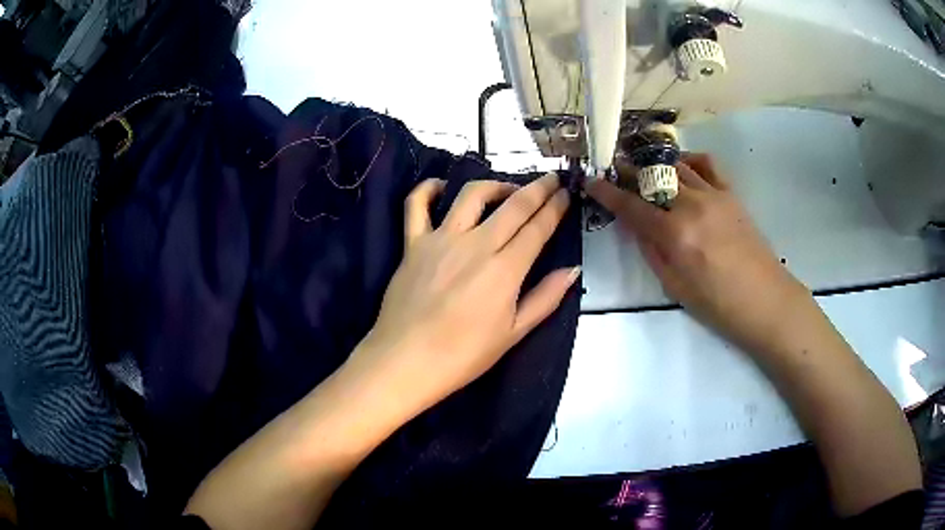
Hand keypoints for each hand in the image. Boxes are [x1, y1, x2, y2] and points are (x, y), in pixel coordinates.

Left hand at [348, 174, 579, 416]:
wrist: (406, 361)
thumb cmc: (463, 355)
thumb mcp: (514, 333)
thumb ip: (545, 298)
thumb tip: (573, 270)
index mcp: (505, 269)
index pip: (537, 228)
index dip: (555, 207)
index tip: (566, 193)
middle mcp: (475, 244)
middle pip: (513, 205)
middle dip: (537, 188)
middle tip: (550, 179)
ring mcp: (441, 239)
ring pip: (471, 195)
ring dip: (495, 185)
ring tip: (507, 190)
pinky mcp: (413, 243)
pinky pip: (416, 205)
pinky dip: (428, 189)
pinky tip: (442, 187)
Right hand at [587, 154, 807, 351]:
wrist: (765, 300)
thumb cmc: (719, 305)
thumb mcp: (675, 287)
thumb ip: (653, 252)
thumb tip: (637, 227)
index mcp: (675, 234)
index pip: (632, 206)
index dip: (607, 193)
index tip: (591, 181)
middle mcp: (692, 205)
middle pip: (652, 177)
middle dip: (629, 173)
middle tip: (616, 173)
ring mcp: (714, 194)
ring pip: (677, 166)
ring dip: (656, 165)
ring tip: (646, 171)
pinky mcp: (731, 194)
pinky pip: (707, 164)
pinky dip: (690, 160)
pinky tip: (683, 168)